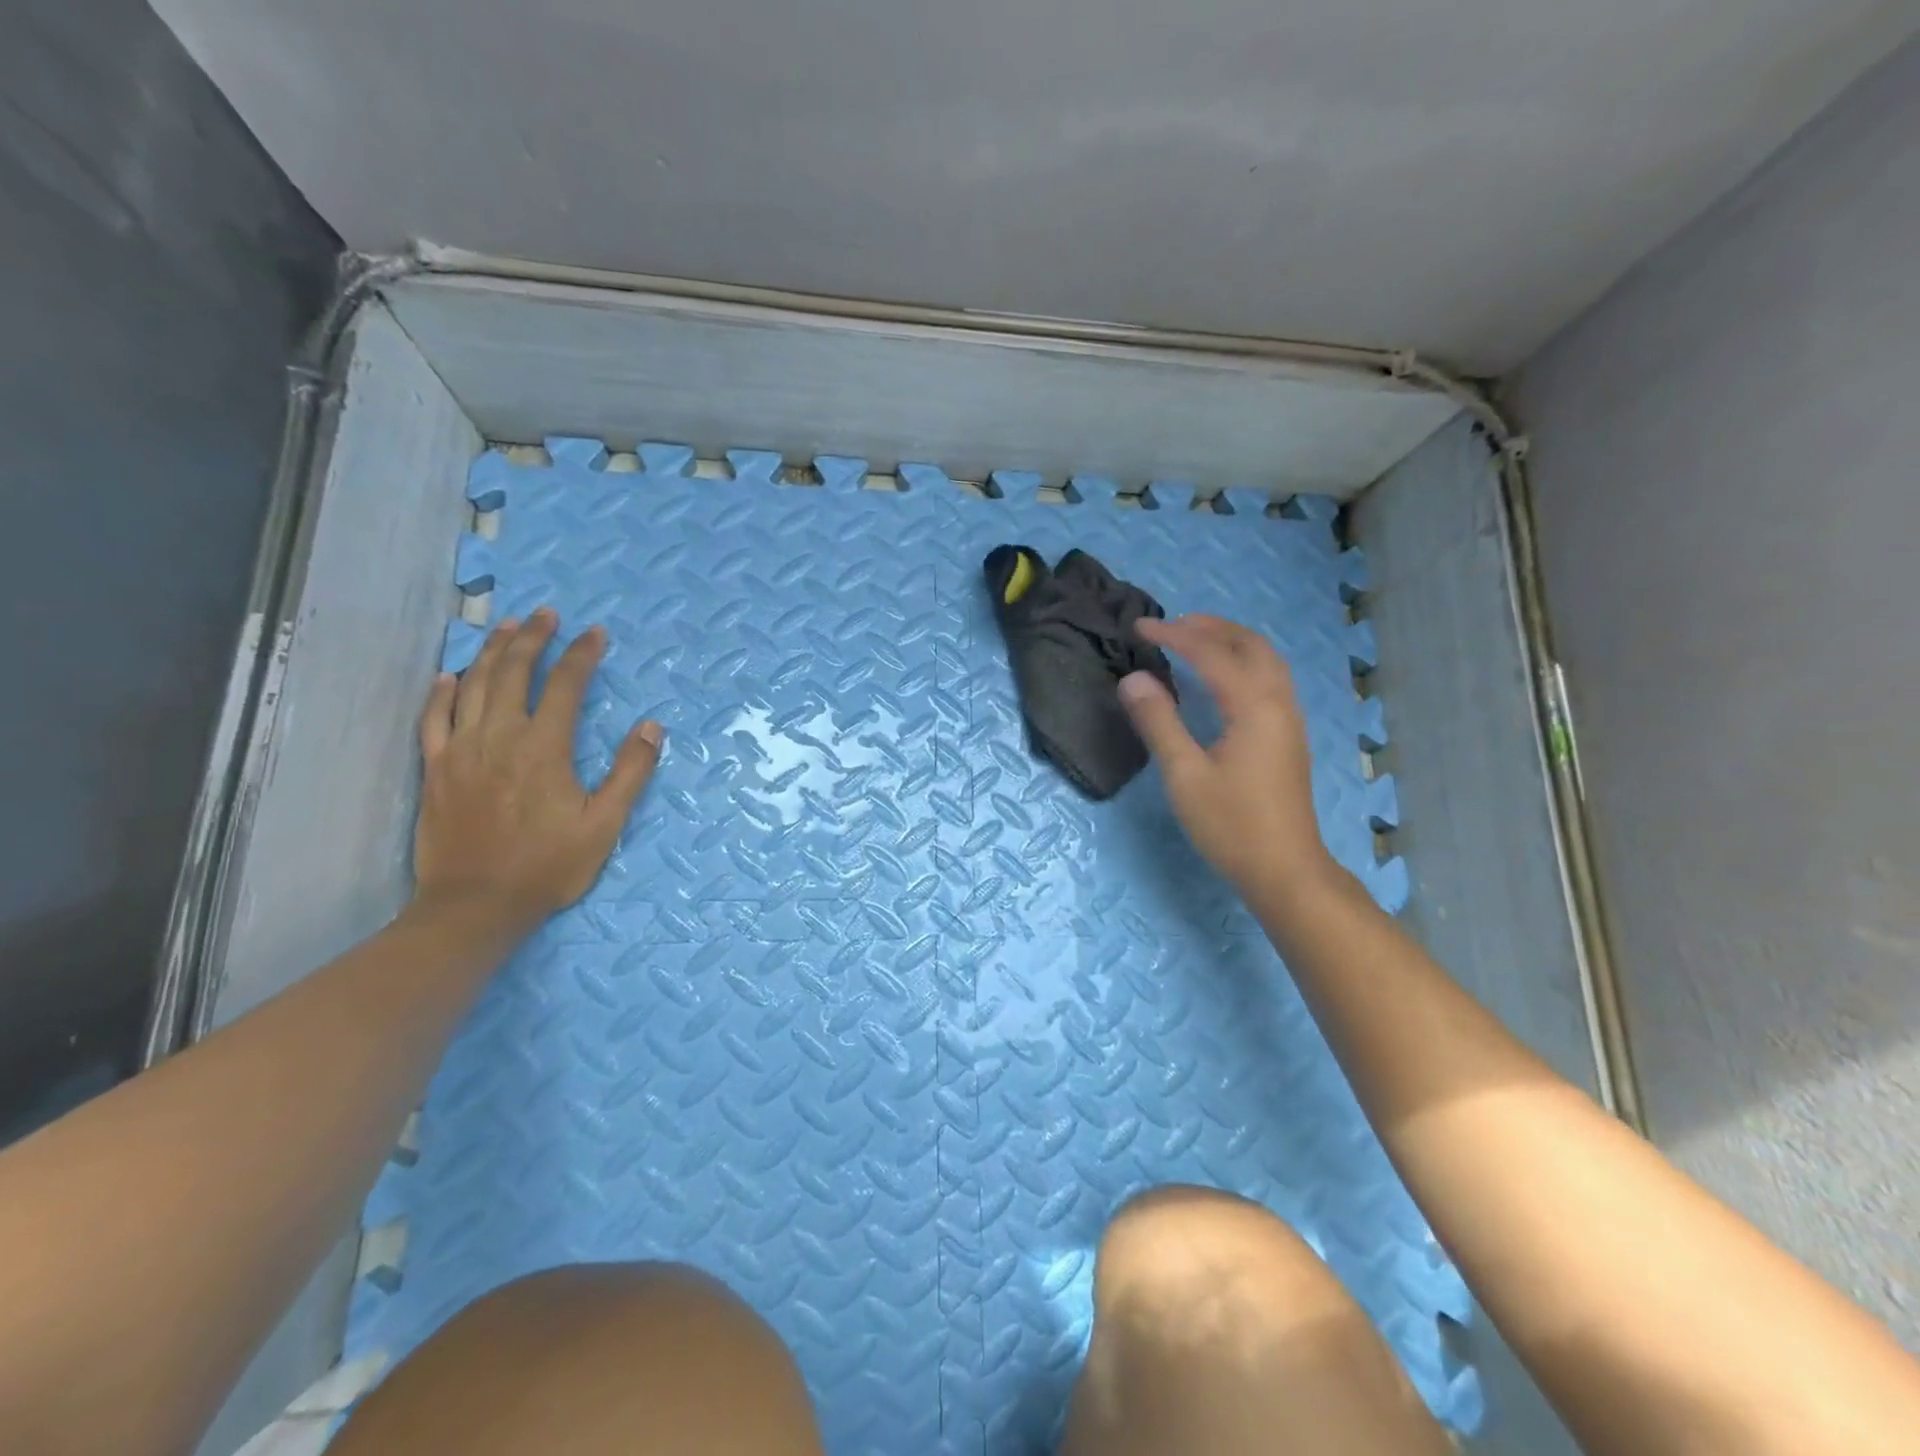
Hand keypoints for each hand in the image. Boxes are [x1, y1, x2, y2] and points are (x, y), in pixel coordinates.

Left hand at [414, 608, 662, 936]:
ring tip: (506, 627)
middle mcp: (499, 737)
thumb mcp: (605, 823)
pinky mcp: (435, 770)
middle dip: (533, 638)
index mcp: (544, 748)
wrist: (475, 905)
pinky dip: (442, 692)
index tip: (595, 633)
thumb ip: (630, 772)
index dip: (582, 655)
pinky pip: (433, 718)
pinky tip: (450, 675)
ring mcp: (460, 751)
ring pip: (473, 686)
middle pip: (513, 673)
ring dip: (491, 652)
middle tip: (546, 613)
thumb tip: (652, 727)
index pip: (565, 686)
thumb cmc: (548, 865)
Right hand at [1118, 615, 1332, 898]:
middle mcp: (1279, 702)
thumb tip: (1134, 679)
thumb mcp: (1183, 775)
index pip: (1211, 653)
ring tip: (1194, 641)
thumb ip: (1158, 722)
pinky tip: (1222, 679)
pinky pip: (1270, 678)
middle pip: (1250, 644)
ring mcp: (1289, 719)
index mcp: (1253, 706)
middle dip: (1210, 626)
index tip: (1139, 627)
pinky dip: (1244, 661)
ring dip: (1231, 641)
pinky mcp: (1289, 736)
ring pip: (1266, 660)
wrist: (1285, 869)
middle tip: (1171, 625)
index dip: (1173, 634)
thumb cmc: (1231, 824)